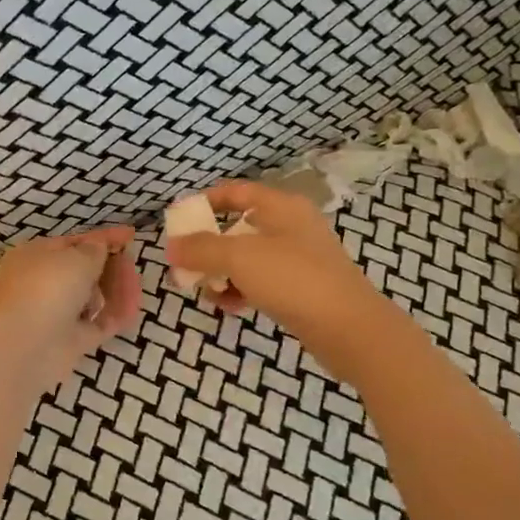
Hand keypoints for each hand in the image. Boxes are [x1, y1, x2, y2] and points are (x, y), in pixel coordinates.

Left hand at [0, 225, 141, 393]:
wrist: (24, 346)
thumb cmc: (47, 288)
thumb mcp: (76, 257)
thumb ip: (95, 249)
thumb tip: (100, 247)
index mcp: (36, 257)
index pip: (74, 243)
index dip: (103, 239)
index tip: (131, 235)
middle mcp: (44, 284)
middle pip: (84, 271)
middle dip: (110, 266)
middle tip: (132, 263)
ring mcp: (57, 314)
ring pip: (93, 298)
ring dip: (115, 290)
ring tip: (135, 284)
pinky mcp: (71, 341)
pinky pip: (100, 323)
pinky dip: (116, 314)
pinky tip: (134, 306)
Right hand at [165, 181, 388, 371]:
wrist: (348, 328)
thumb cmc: (293, 279)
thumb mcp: (240, 258)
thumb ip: (202, 249)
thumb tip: (171, 246)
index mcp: (281, 207)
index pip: (236, 192)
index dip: (205, 202)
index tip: (178, 221)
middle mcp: (291, 227)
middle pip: (238, 228)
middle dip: (208, 247)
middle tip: (184, 265)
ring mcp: (298, 259)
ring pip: (247, 259)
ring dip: (222, 273)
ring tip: (206, 292)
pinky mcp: (301, 289)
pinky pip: (260, 283)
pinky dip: (241, 290)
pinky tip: (229, 307)